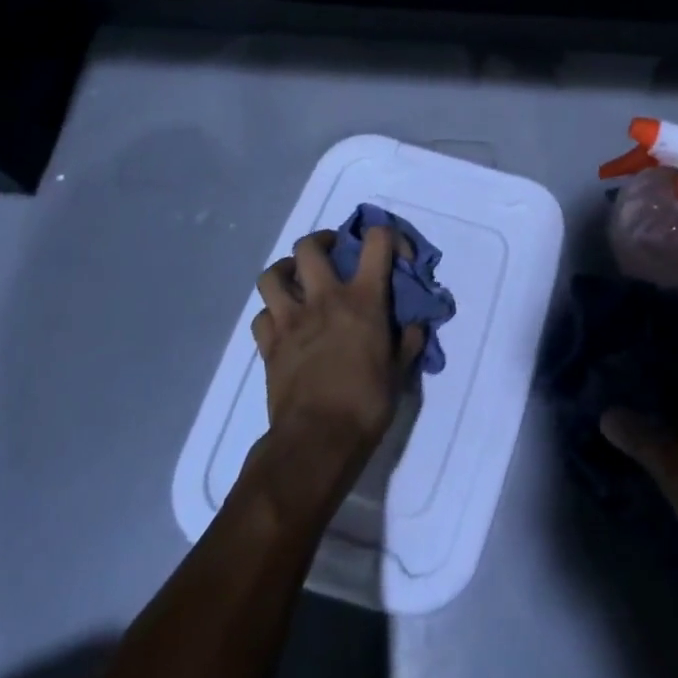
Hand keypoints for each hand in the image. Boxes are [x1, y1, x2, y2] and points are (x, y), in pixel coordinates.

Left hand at [252, 227, 423, 462]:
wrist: (317, 441)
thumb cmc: (367, 403)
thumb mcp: (400, 371)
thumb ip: (408, 341)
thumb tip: (415, 326)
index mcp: (363, 298)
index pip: (376, 240)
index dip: (387, 236)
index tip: (394, 254)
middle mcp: (325, 298)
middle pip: (310, 246)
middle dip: (322, 241)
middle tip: (333, 254)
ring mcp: (291, 320)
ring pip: (273, 274)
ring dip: (285, 271)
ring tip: (298, 281)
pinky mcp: (269, 345)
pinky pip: (262, 315)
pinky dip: (271, 314)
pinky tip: (284, 324)